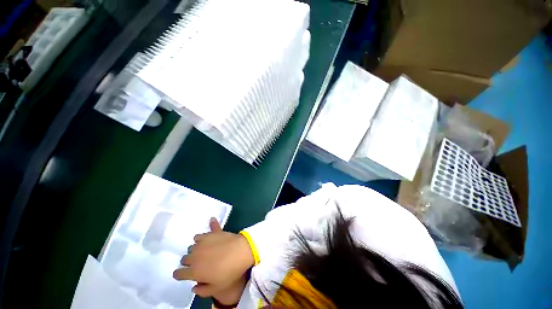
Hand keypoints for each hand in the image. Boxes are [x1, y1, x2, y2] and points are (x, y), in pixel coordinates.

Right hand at [173, 218, 254, 299]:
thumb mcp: (216, 288)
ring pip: (191, 247)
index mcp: (194, 271)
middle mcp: (194, 256)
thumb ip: (202, 290)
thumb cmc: (230, 272)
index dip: (180, 274)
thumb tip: (194, 287)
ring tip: (204, 251)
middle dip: (188, 262)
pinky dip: (201, 238)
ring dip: (195, 250)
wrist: (241, 251)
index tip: (184, 274)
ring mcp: (202, 243)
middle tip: (198, 263)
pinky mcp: (209, 234)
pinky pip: (200, 235)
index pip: (179, 273)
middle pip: (185, 259)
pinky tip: (206, 239)